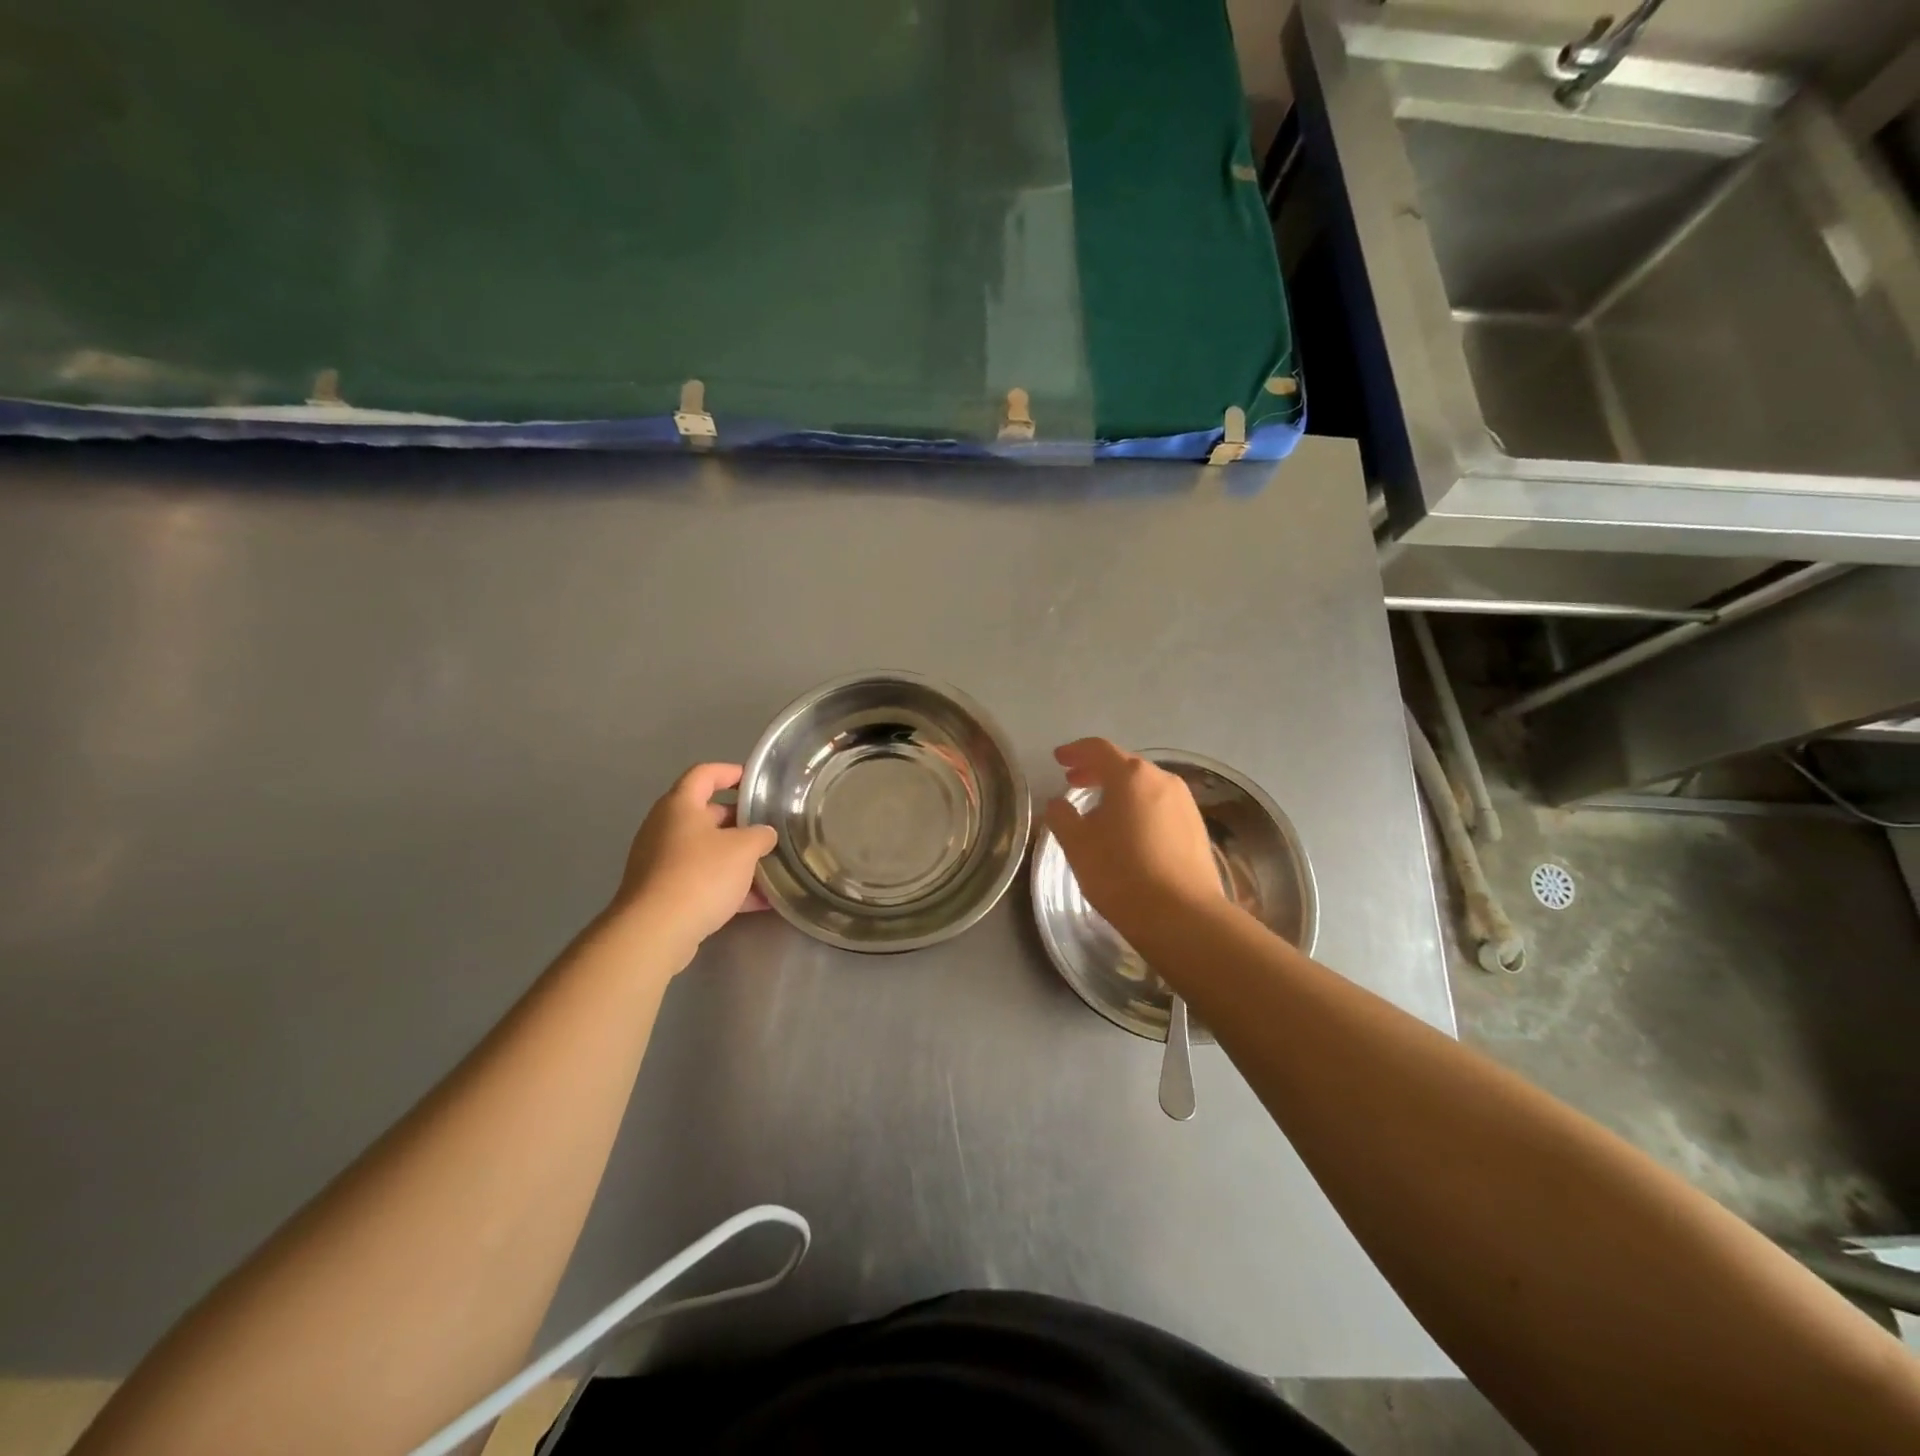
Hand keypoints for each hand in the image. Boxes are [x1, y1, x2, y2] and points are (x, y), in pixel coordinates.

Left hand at [611, 763, 777, 965]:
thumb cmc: (701, 875)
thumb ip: (760, 835)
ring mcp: (660, 861)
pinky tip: (757, 902)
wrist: (656, 931)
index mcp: (680, 806)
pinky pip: (700, 879)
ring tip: (769, 868)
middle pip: (706, 814)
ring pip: (705, 850)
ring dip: (736, 858)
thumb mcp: (744, 849)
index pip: (704, 774)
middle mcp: (665, 828)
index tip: (755, 780)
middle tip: (768, 828)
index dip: (730, 772)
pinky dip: (726, 885)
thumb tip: (764, 834)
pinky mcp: (662, 892)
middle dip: (739, 821)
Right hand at [1043, 739, 1222, 937]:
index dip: (1075, 751)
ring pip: (1145, 786)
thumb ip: (1062, 817)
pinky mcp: (1197, 828)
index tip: (1058, 759)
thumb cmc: (1121, 873)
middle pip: (1124, 765)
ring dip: (1120, 791)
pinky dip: (1139, 808)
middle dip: (1096, 771)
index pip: (1098, 749)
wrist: (1181, 916)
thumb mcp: (1077, 845)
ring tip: (1099, 810)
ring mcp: (1185, 804)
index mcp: (1131, 776)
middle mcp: (1162, 780)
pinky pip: (1161, 806)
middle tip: (1073, 782)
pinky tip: (1129, 832)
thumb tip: (1058, 803)